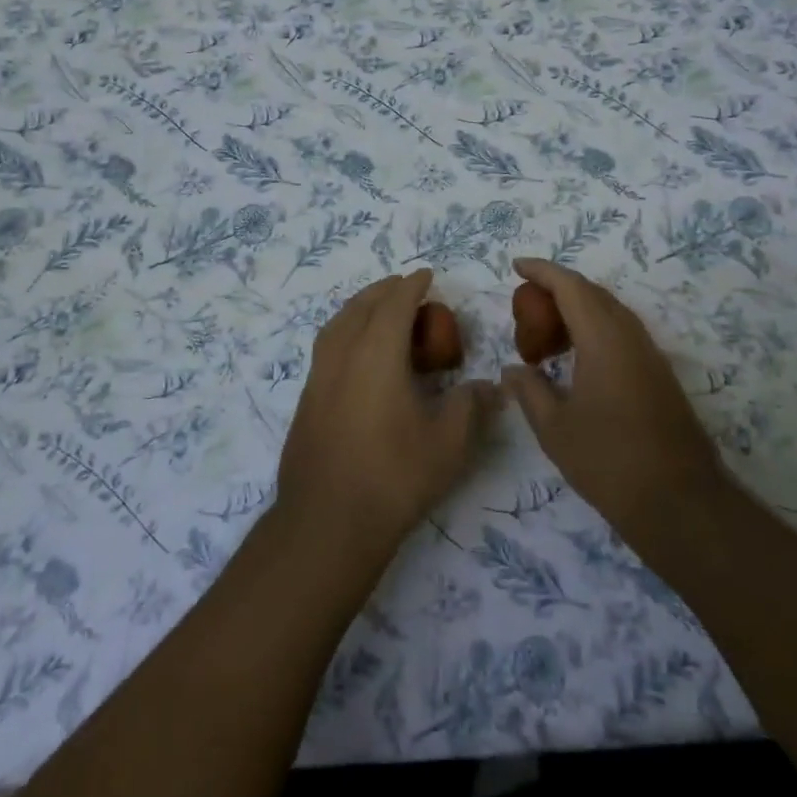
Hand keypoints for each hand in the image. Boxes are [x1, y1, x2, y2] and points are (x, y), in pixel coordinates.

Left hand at [278, 269, 500, 560]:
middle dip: (384, 290)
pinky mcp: (306, 399)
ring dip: (359, 307)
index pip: (395, 304)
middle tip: (405, 287)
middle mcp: (343, 354)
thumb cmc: (394, 476)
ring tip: (377, 310)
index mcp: (376, 353)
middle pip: (361, 306)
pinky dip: (344, 331)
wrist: (326, 521)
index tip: (426, 274)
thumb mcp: (448, 444)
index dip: (412, 285)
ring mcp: (318, 377)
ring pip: (337, 324)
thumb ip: (471, 407)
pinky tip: (355, 353)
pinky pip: (327, 346)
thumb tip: (490, 386)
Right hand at [501, 258, 721, 555]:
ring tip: (546, 331)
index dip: (542, 271)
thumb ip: (529, 390)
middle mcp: (630, 337)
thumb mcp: (554, 429)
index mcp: (604, 340)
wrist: (681, 504)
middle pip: (592, 293)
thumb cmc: (609, 462)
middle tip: (526, 304)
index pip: (570, 286)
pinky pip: (621, 332)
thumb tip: (512, 369)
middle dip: (557, 288)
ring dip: (577, 309)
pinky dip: (594, 329)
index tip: (516, 265)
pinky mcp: (659, 375)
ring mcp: (650, 356)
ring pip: (610, 312)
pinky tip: (577, 357)